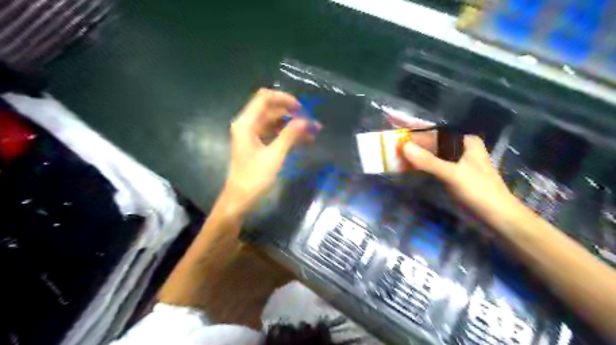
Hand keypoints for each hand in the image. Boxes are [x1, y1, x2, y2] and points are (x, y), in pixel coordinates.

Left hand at [223, 89, 313, 217]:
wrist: (240, 200)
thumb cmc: (254, 178)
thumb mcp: (274, 156)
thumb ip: (290, 136)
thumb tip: (306, 121)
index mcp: (246, 123)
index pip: (265, 98)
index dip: (284, 99)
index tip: (302, 108)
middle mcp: (248, 125)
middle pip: (272, 110)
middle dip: (292, 114)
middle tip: (312, 123)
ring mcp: (253, 135)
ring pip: (275, 122)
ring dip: (293, 126)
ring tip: (313, 133)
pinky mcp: (258, 145)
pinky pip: (275, 134)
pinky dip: (288, 135)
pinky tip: (304, 140)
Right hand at [405, 137, 523, 224]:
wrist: (497, 217)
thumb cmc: (479, 191)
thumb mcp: (452, 174)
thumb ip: (428, 161)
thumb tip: (404, 147)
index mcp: (465, 142)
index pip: (435, 132)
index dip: (416, 132)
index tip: (397, 132)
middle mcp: (461, 149)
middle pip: (432, 143)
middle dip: (414, 144)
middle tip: (393, 146)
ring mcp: (457, 162)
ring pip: (432, 155)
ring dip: (416, 155)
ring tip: (396, 155)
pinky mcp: (453, 175)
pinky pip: (433, 166)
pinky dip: (421, 166)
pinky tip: (408, 167)